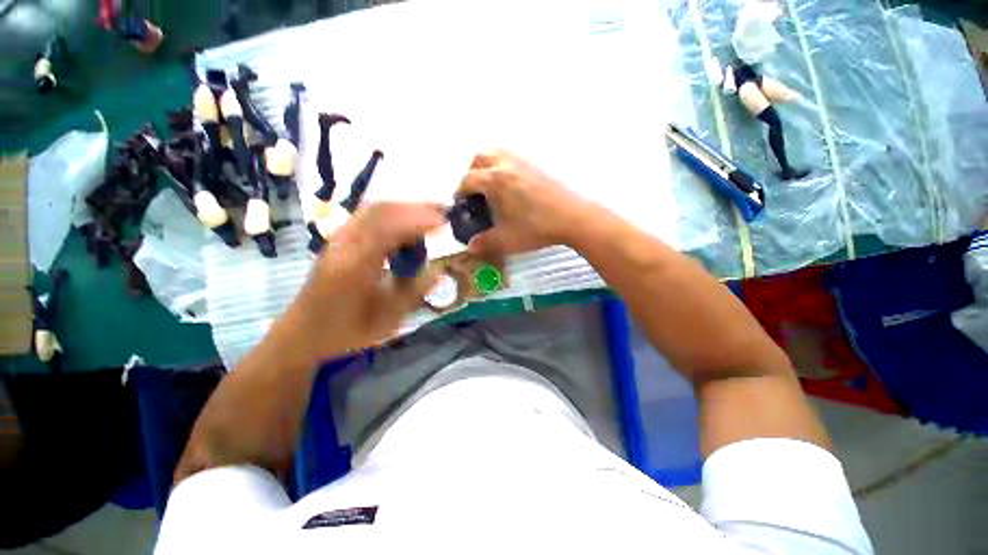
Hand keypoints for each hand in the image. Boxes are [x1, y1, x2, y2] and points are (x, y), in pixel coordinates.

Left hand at [275, 203, 443, 363]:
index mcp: (355, 266)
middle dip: (415, 207)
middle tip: (443, 211)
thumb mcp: (386, 319)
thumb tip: (439, 270)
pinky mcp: (338, 240)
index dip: (419, 221)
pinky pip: (367, 217)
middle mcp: (343, 245)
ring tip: (429, 214)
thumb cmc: (346, 330)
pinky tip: (406, 225)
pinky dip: (392, 215)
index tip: (444, 222)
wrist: (303, 333)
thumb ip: (414, 292)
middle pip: (381, 210)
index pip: (389, 229)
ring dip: (404, 208)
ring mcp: (338, 239)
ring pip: (373, 210)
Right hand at [456, 149, 590, 254]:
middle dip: (471, 172)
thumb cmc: (536, 228)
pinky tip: (510, 188)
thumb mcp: (506, 239)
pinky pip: (512, 158)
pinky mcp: (536, 167)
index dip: (460, 192)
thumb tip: (470, 247)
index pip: (468, 180)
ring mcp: (523, 163)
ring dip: (487, 166)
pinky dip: (503, 167)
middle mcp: (506, 165)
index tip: (461, 204)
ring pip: (497, 153)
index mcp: (495, 180)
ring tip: (491, 187)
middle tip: (475, 192)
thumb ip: (485, 242)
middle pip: (480, 157)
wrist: (572, 217)